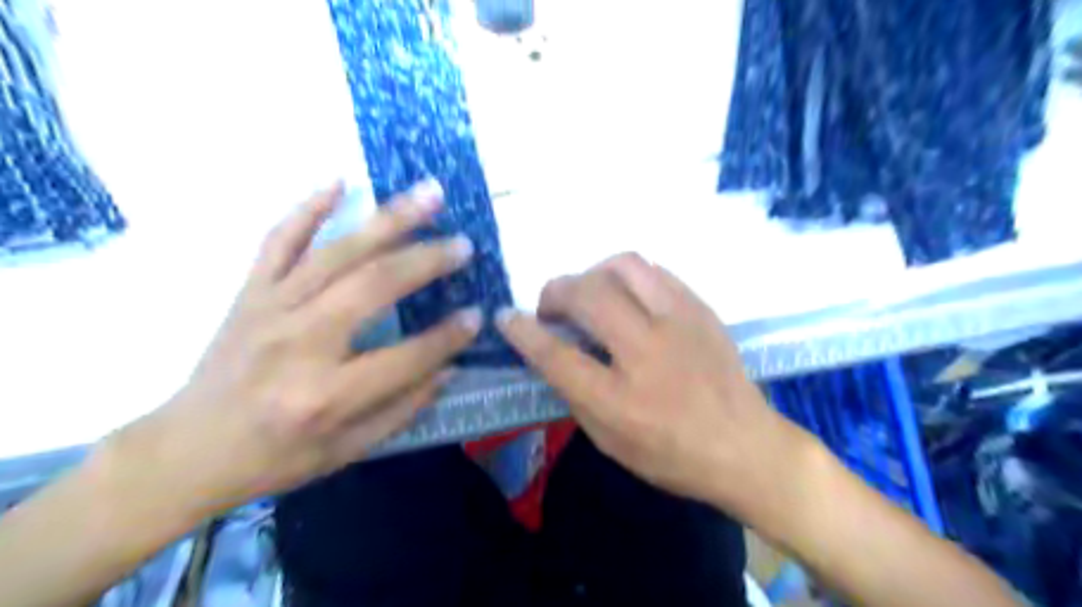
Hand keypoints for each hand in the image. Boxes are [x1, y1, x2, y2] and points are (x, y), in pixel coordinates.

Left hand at [100, 179, 481, 517]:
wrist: (187, 450)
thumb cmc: (275, 457)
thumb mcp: (347, 450)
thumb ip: (403, 408)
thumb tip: (448, 368)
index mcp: (327, 394)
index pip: (406, 358)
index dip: (448, 337)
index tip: (477, 315)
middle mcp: (300, 342)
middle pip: (374, 286)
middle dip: (426, 260)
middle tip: (463, 243)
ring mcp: (271, 308)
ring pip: (338, 252)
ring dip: (388, 219)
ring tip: (428, 194)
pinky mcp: (250, 292)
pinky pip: (279, 240)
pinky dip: (309, 208)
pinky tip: (340, 182)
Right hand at [497, 253, 821, 519]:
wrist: (745, 447)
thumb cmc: (672, 455)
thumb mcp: (610, 441)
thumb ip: (574, 393)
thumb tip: (550, 350)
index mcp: (619, 401)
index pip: (556, 354)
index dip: (523, 331)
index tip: (506, 316)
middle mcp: (648, 353)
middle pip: (588, 295)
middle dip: (555, 291)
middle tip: (551, 307)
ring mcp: (680, 323)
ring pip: (624, 266)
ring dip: (592, 274)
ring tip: (588, 294)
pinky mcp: (700, 308)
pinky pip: (654, 271)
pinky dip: (626, 277)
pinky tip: (625, 297)